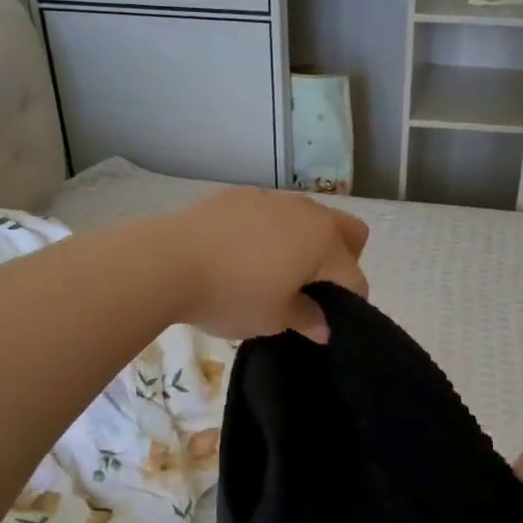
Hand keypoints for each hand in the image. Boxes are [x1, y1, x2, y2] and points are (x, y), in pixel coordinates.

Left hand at [168, 187, 369, 342]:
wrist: (168, 261)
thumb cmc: (232, 295)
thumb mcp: (273, 318)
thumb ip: (306, 318)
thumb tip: (324, 327)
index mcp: (324, 243)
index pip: (355, 277)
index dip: (349, 303)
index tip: (326, 321)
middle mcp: (307, 213)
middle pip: (348, 231)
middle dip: (343, 258)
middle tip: (313, 287)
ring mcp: (274, 199)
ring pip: (309, 217)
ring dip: (306, 242)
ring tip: (275, 270)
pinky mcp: (241, 195)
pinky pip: (273, 212)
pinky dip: (272, 231)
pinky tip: (242, 253)